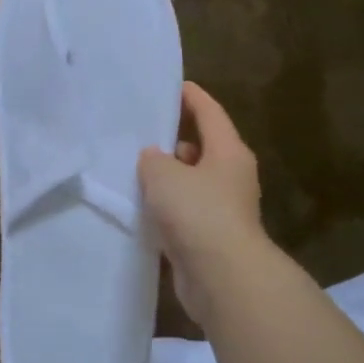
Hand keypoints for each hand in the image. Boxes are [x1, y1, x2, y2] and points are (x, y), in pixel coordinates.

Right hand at [139, 83, 269, 323]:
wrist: (222, 276)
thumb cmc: (198, 213)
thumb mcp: (164, 176)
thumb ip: (153, 160)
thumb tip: (154, 159)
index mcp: (228, 152)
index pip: (210, 113)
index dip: (191, 97)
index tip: (173, 86)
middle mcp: (230, 177)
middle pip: (201, 149)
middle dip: (174, 141)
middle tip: (140, 134)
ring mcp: (222, 210)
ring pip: (191, 184)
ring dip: (168, 180)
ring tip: (133, 172)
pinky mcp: (210, 238)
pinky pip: (184, 214)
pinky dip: (166, 209)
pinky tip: (141, 209)